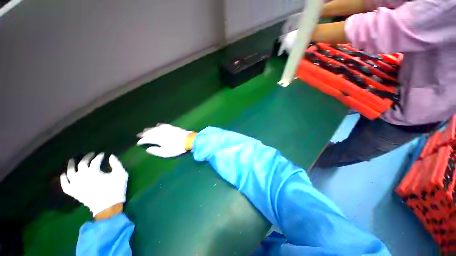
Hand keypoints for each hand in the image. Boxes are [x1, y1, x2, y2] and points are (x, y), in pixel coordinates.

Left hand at [60, 153, 127, 216]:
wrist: (108, 206)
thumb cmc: (116, 189)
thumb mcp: (121, 174)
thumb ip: (116, 164)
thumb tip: (111, 156)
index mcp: (94, 172)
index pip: (95, 160)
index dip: (100, 156)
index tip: (103, 154)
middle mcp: (82, 176)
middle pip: (82, 163)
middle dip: (87, 157)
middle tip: (91, 154)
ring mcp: (76, 185)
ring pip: (70, 172)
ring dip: (71, 165)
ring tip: (72, 160)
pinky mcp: (74, 192)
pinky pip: (65, 185)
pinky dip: (63, 179)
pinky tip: (64, 174)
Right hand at [137, 124, 193, 157]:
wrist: (188, 140)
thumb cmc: (177, 148)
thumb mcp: (165, 153)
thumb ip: (156, 151)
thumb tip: (148, 149)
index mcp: (158, 139)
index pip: (147, 139)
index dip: (142, 141)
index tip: (138, 143)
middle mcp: (161, 132)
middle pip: (151, 132)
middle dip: (144, 133)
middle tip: (139, 134)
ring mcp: (167, 129)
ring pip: (156, 128)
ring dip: (150, 129)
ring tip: (146, 129)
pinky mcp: (172, 127)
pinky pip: (164, 125)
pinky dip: (160, 125)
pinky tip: (158, 125)